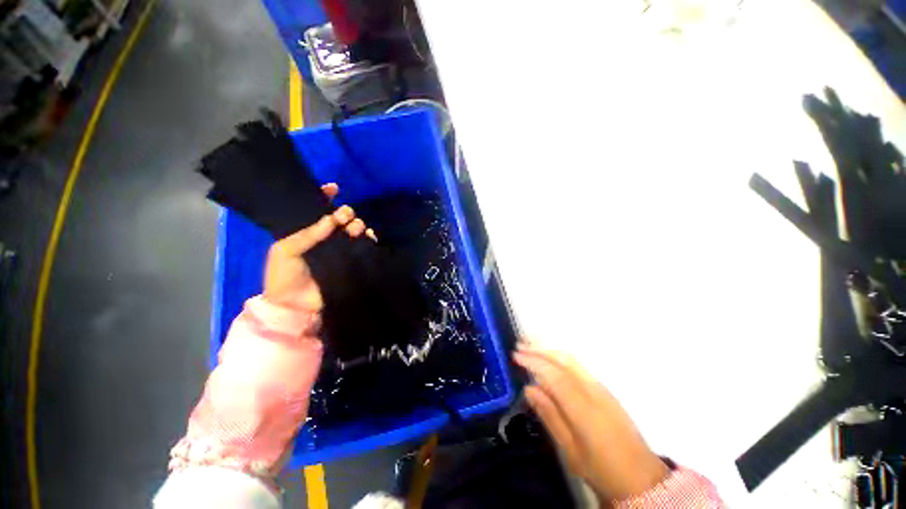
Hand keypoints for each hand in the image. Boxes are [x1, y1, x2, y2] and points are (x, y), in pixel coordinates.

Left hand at [263, 183, 374, 311]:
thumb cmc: (283, 276)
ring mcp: (340, 250)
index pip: (316, 210)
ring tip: (356, 228)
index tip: (335, 188)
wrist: (295, 306)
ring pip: (353, 230)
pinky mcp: (352, 261)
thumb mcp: (286, 250)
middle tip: (345, 215)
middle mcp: (325, 238)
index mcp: (306, 232)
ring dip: (357, 224)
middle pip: (340, 218)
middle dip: (345, 212)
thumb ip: (308, 233)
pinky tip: (369, 235)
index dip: (324, 196)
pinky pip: (364, 246)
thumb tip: (332, 218)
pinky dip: (369, 238)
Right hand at [513, 343, 669, 502]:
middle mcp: (593, 391)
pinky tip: (550, 359)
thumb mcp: (570, 450)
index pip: (554, 375)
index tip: (515, 355)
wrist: (642, 477)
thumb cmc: (602, 469)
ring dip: (549, 350)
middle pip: (564, 360)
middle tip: (520, 344)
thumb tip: (529, 389)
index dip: (533, 362)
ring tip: (530, 345)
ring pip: (572, 360)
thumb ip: (549, 416)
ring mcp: (601, 388)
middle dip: (540, 349)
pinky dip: (560, 357)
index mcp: (583, 408)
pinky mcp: (605, 390)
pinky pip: (578, 366)